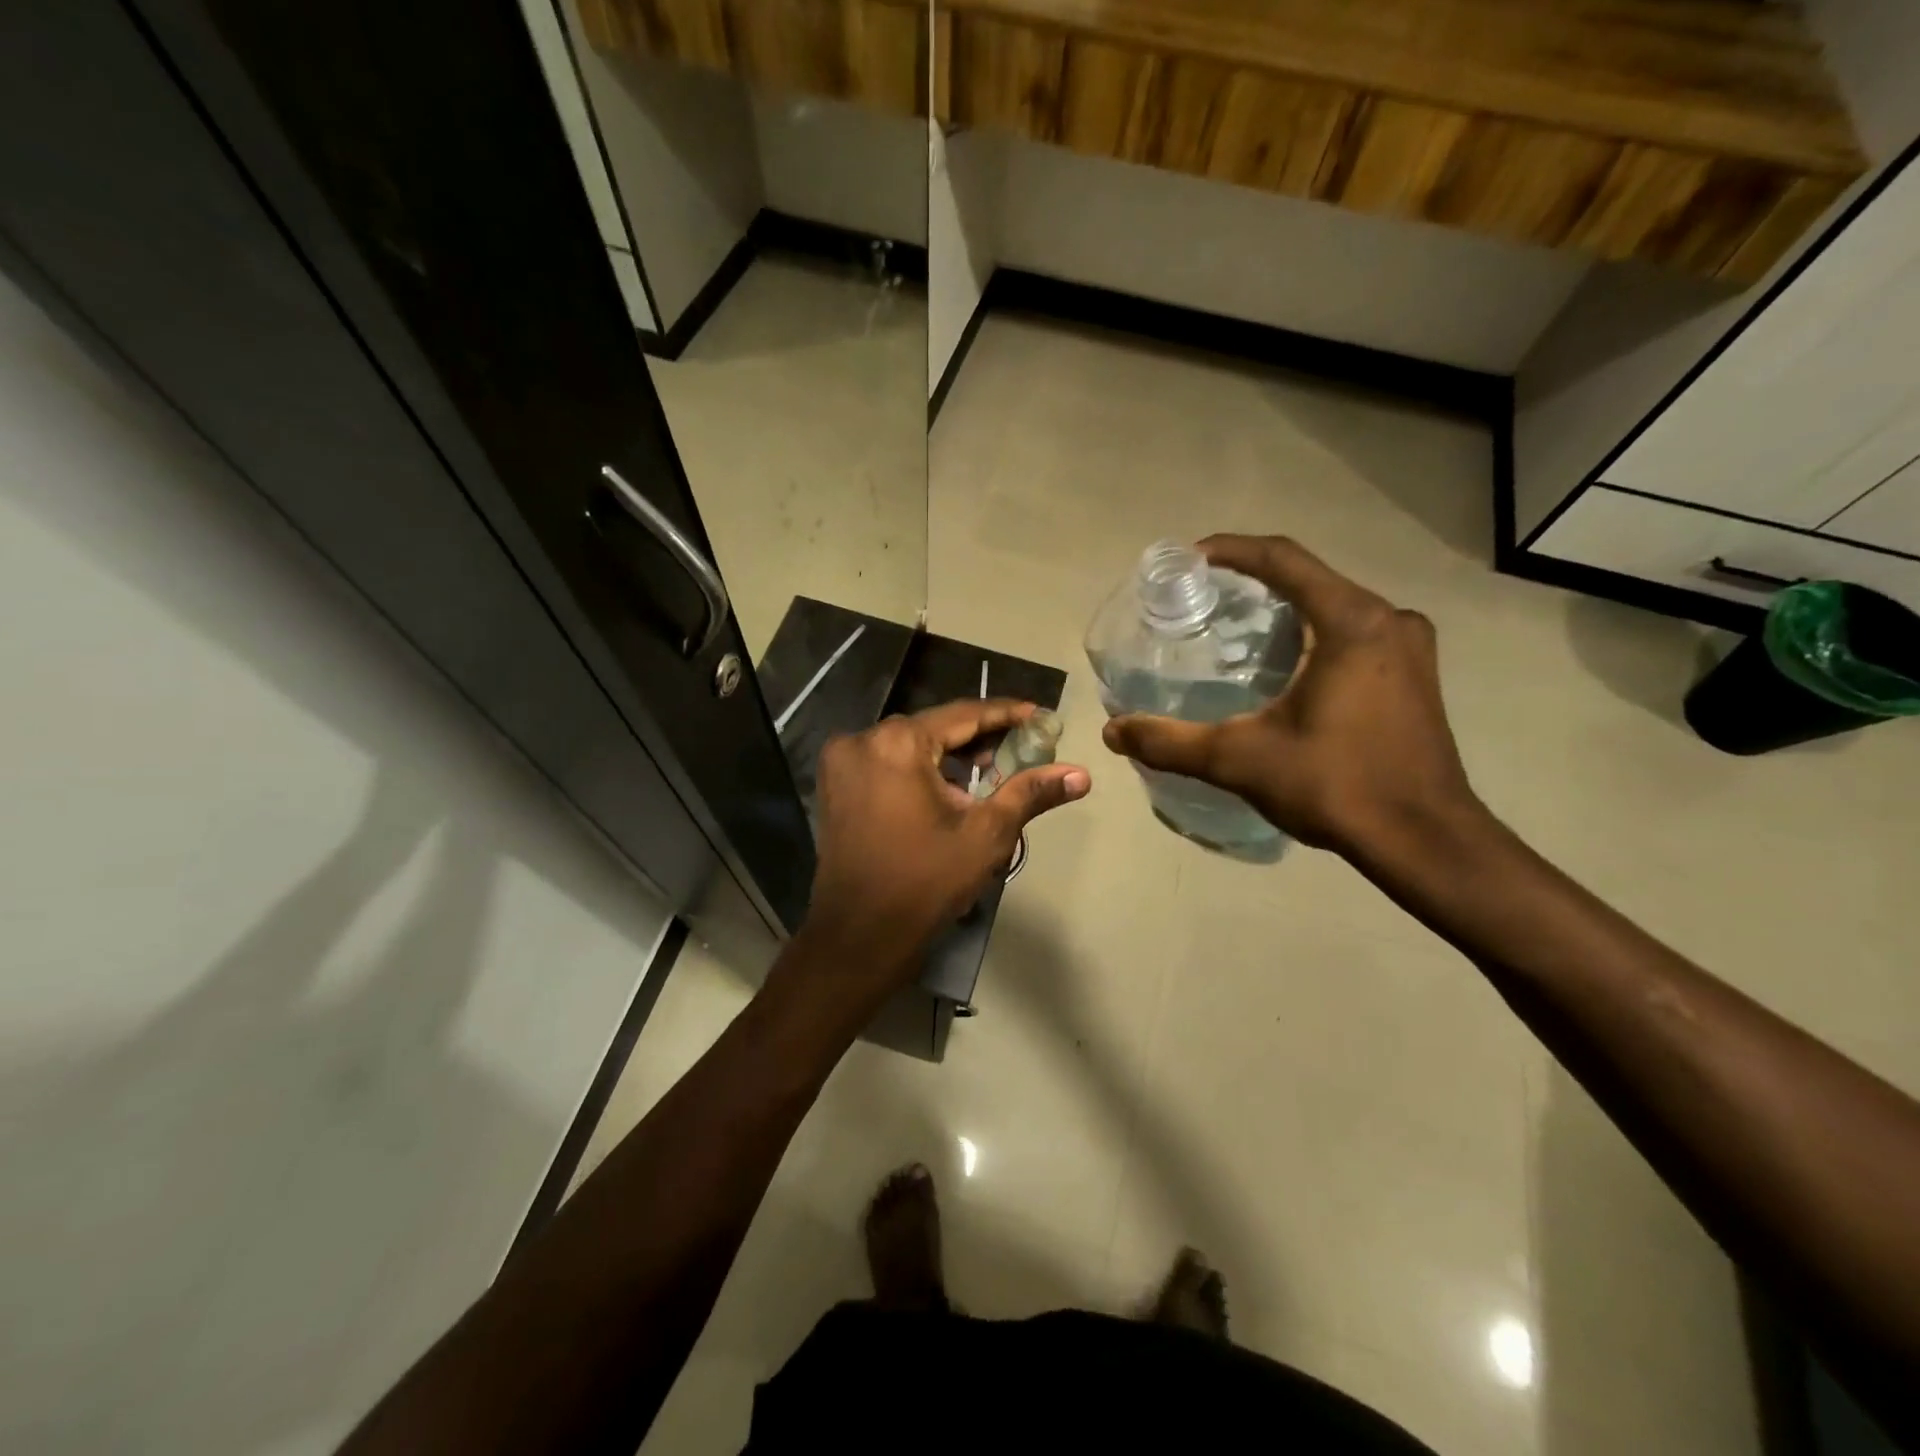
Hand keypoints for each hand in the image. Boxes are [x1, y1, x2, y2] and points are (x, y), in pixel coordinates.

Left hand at [806, 699, 1090, 970]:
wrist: (860, 935)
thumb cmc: (926, 882)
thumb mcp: (986, 835)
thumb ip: (1030, 793)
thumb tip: (1081, 774)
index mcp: (897, 743)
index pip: (964, 714)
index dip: (1006, 714)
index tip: (1040, 716)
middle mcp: (862, 740)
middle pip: (934, 727)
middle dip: (978, 737)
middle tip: (1019, 750)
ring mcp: (842, 762)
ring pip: (909, 744)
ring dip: (948, 754)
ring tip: (988, 772)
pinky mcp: (835, 785)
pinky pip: (886, 761)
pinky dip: (918, 768)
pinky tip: (947, 788)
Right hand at [1102, 535, 1476, 854]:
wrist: (1424, 841)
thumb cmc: (1337, 787)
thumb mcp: (1240, 760)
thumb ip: (1171, 742)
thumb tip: (1112, 732)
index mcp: (1352, 622)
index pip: (1282, 560)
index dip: (1231, 550)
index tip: (1188, 559)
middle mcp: (1388, 620)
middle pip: (1309, 579)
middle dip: (1252, 582)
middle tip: (1202, 601)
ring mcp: (1409, 648)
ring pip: (1333, 607)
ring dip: (1284, 610)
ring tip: (1233, 632)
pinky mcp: (1415, 676)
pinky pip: (1354, 633)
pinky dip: (1311, 635)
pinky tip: (1280, 667)